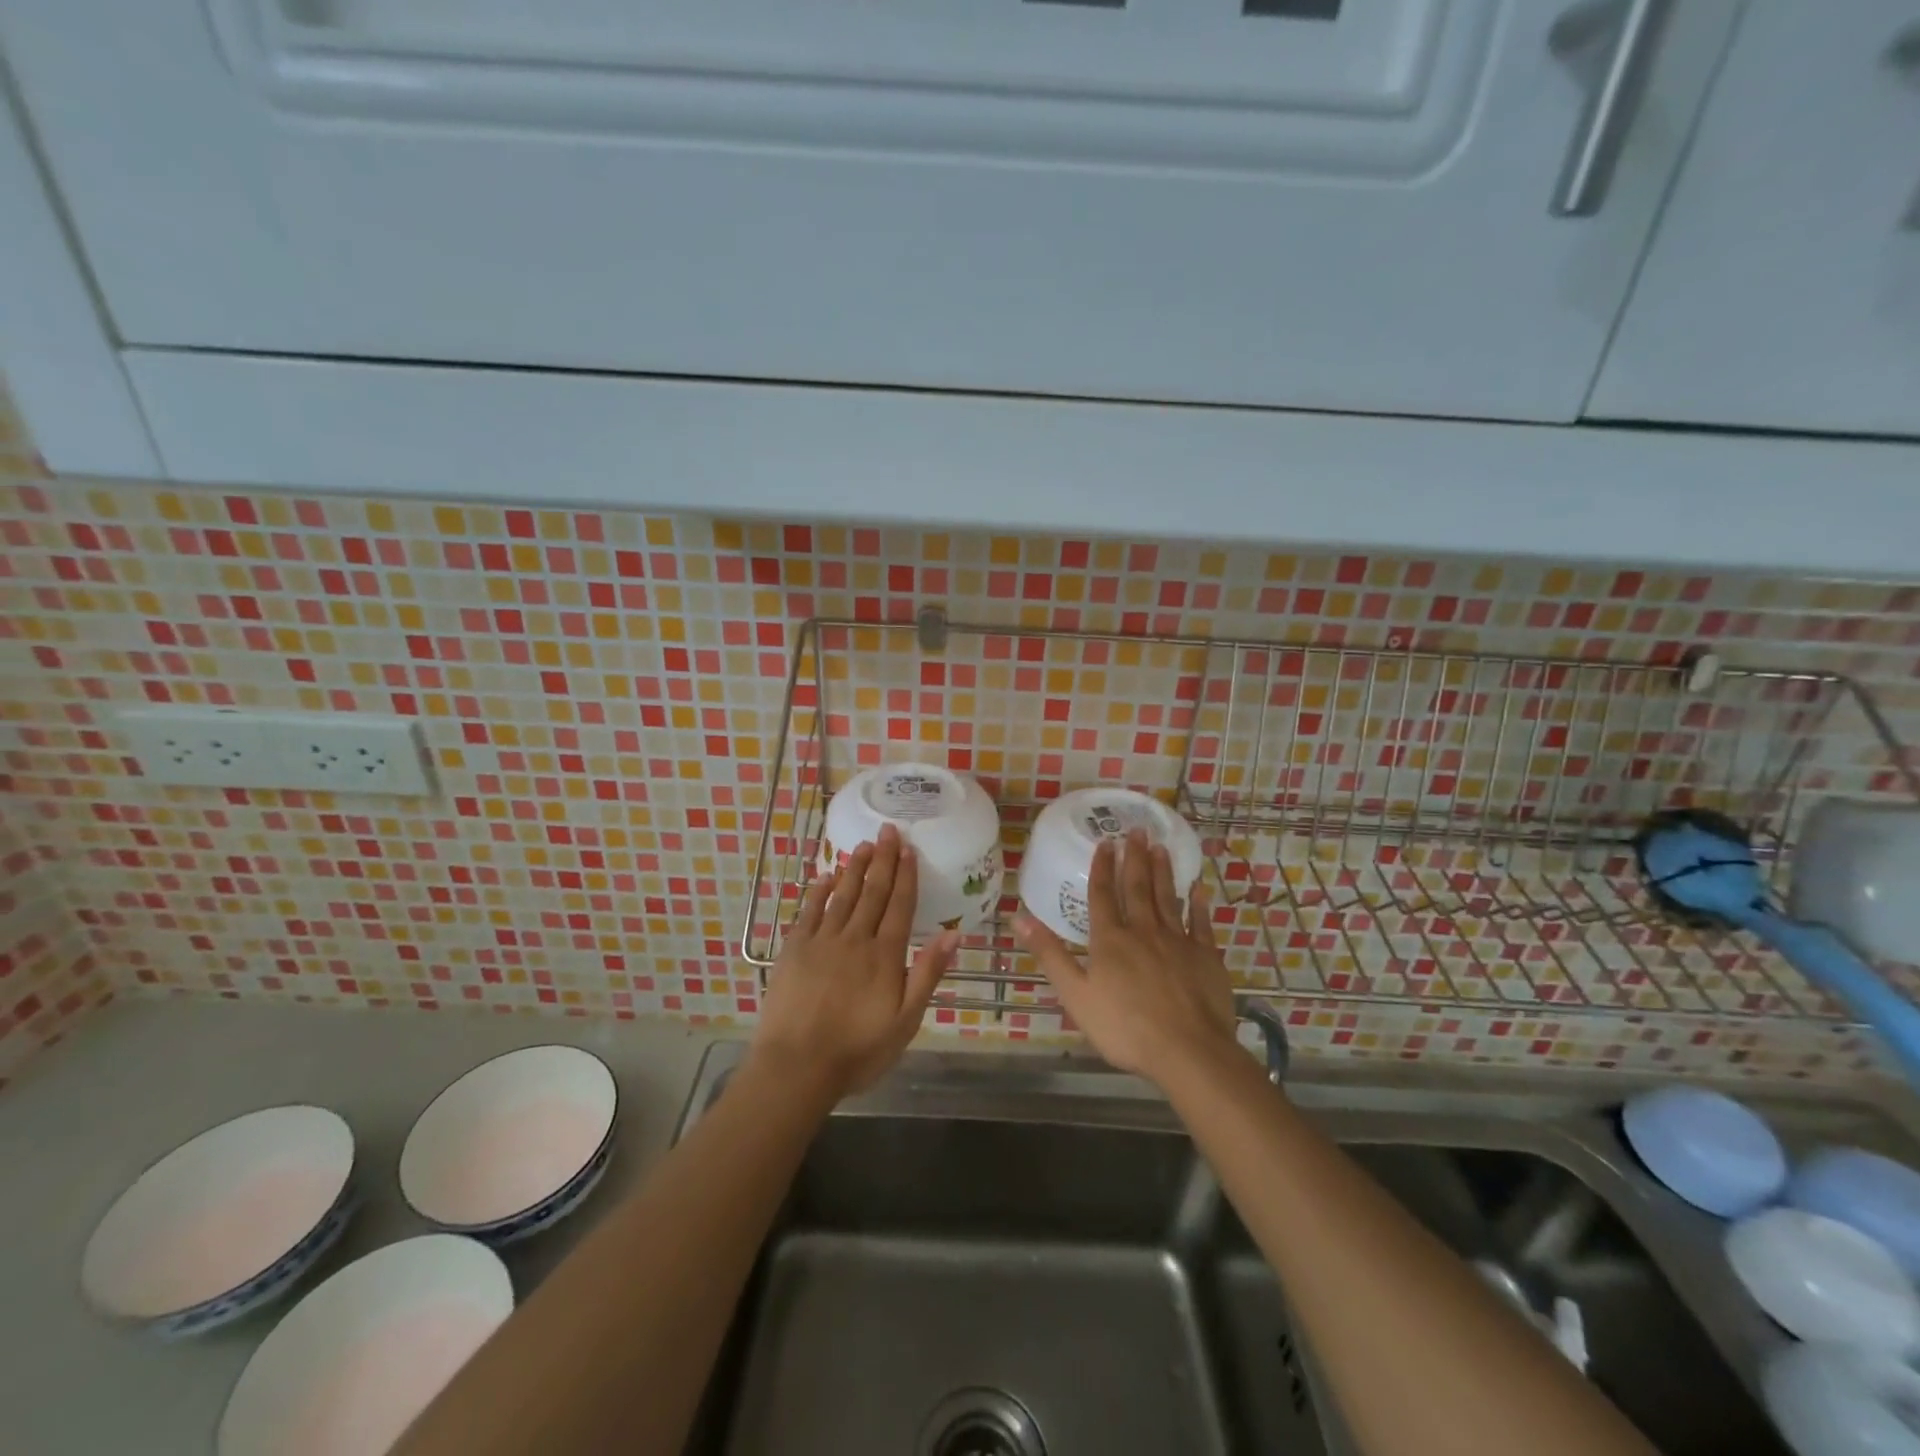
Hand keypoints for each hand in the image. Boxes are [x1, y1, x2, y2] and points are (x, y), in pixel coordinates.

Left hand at [751, 823, 957, 1101]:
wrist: (796, 1067)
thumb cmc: (857, 1050)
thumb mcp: (905, 1021)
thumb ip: (927, 974)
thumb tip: (953, 934)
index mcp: (884, 955)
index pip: (900, 906)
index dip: (906, 875)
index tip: (909, 848)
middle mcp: (855, 939)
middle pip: (873, 892)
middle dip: (883, 860)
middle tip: (888, 830)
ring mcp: (822, 941)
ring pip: (842, 895)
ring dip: (854, 869)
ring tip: (864, 845)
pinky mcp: (794, 949)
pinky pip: (809, 911)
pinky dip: (818, 891)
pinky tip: (824, 876)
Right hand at [1015, 828, 1238, 1086]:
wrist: (1187, 1051)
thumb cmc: (1125, 1027)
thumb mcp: (1075, 994)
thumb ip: (1050, 954)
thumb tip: (1018, 918)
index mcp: (1110, 940)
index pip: (1103, 895)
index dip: (1102, 867)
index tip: (1105, 842)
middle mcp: (1143, 931)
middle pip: (1138, 887)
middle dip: (1135, 858)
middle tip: (1137, 830)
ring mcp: (1177, 941)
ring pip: (1167, 898)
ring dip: (1162, 871)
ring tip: (1160, 846)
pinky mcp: (1205, 956)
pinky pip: (1200, 922)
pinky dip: (1198, 903)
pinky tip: (1197, 888)